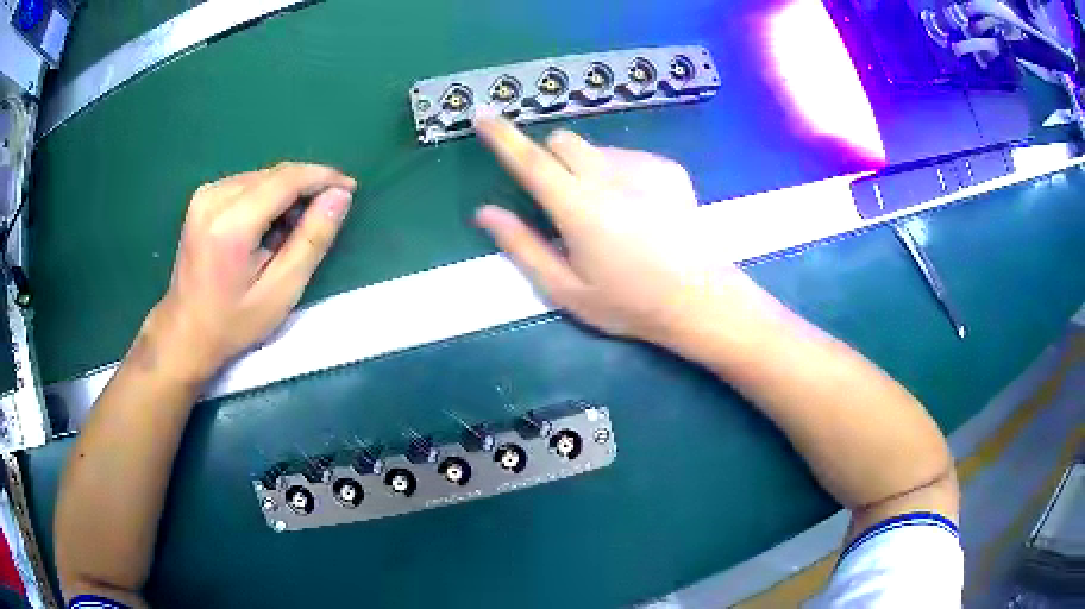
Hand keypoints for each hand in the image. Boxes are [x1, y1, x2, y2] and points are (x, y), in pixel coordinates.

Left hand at [139, 163, 355, 382]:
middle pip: (274, 175)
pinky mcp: (203, 197)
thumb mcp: (281, 291)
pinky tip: (268, 227)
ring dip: (286, 195)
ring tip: (292, 232)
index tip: (350, 188)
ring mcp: (205, 194)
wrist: (185, 333)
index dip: (323, 177)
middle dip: (305, 188)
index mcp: (231, 223)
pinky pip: (247, 184)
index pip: (286, 179)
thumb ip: (312, 240)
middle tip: (321, 220)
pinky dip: (266, 198)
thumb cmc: (233, 323)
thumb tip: (340, 196)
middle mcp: (215, 197)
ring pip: (262, 177)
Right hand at [474, 118, 757, 344]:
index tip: (482, 114)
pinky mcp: (668, 168)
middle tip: (560, 198)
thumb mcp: (566, 289)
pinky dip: (619, 173)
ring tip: (609, 213)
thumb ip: (522, 247)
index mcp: (578, 208)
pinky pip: (628, 157)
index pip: (530, 161)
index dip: (501, 136)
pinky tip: (639, 209)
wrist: (699, 299)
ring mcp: (643, 167)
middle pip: (563, 141)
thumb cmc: (629, 302)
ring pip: (596, 150)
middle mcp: (609, 176)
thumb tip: (484, 212)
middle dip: (550, 158)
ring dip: (587, 169)